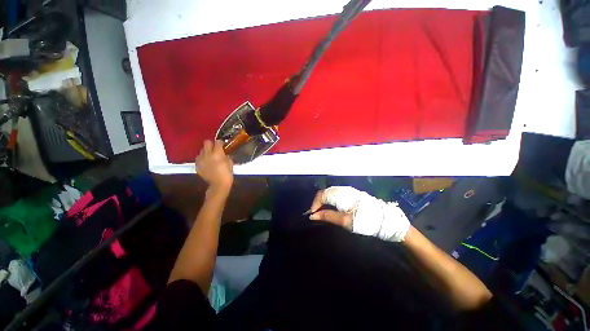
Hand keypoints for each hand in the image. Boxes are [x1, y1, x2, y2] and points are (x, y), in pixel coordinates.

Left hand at [195, 140, 233, 193]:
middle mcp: (207, 154)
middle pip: (206, 142)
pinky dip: (202, 159)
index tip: (223, 145)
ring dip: (206, 152)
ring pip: (201, 150)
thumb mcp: (230, 163)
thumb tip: (223, 153)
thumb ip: (226, 155)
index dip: (221, 142)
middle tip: (215, 148)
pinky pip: (198, 158)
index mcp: (217, 153)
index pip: (217, 142)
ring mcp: (201, 160)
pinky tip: (207, 163)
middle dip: (211, 144)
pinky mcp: (197, 165)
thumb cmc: (227, 173)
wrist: (218, 184)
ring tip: (210, 156)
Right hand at [308, 186, 410, 241]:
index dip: (314, 205)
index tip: (313, 215)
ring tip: (323, 213)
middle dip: (318, 203)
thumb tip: (313, 216)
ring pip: (330, 193)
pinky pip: (337, 194)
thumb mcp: (345, 221)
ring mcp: (348, 191)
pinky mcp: (352, 194)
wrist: (386, 220)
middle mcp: (343, 190)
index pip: (321, 195)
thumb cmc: (365, 221)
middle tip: (316, 215)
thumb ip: (328, 216)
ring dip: (324, 202)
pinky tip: (332, 209)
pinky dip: (331, 201)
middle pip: (325, 193)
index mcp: (340, 194)